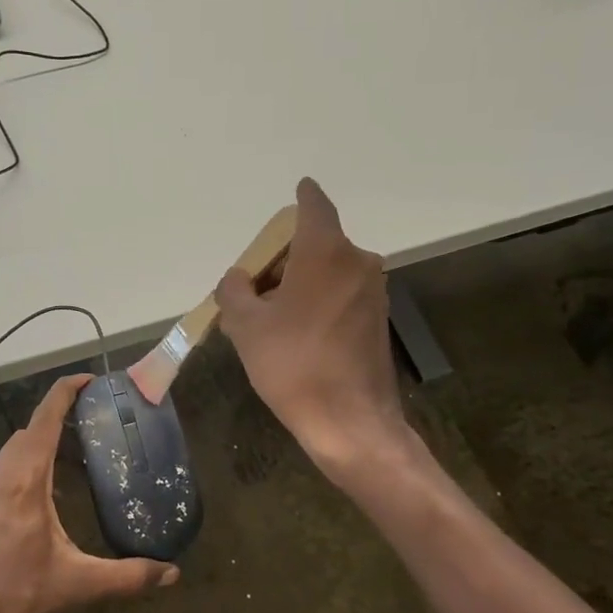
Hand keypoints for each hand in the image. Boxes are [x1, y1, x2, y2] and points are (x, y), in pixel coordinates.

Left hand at [0, 374, 177, 612]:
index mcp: (26, 477)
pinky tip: (52, 483)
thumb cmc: (15, 592)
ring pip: (19, 444)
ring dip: (46, 436)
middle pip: (34, 426)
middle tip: (99, 419)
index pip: (46, 417)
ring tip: (80, 446)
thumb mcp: (77, 583)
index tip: (92, 380)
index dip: (67, 390)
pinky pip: (9, 461)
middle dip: (64, 414)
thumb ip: (128, 576)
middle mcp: (3, 470)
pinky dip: (32, 455)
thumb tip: (172, 574)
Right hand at [215, 178, 407, 476]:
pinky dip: (318, 300)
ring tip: (269, 316)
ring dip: (300, 282)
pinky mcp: (378, 320)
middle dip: (284, 257)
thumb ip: (235, 291)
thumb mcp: (246, 326)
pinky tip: (296, 333)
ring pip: (329, 271)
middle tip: (254, 286)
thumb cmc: (293, 365)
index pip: (314, 207)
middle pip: (316, 243)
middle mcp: (356, 263)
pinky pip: (341, 294)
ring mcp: (373, 293)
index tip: (298, 189)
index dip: (303, 196)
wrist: (350, 423)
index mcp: (325, 253)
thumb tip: (238, 279)